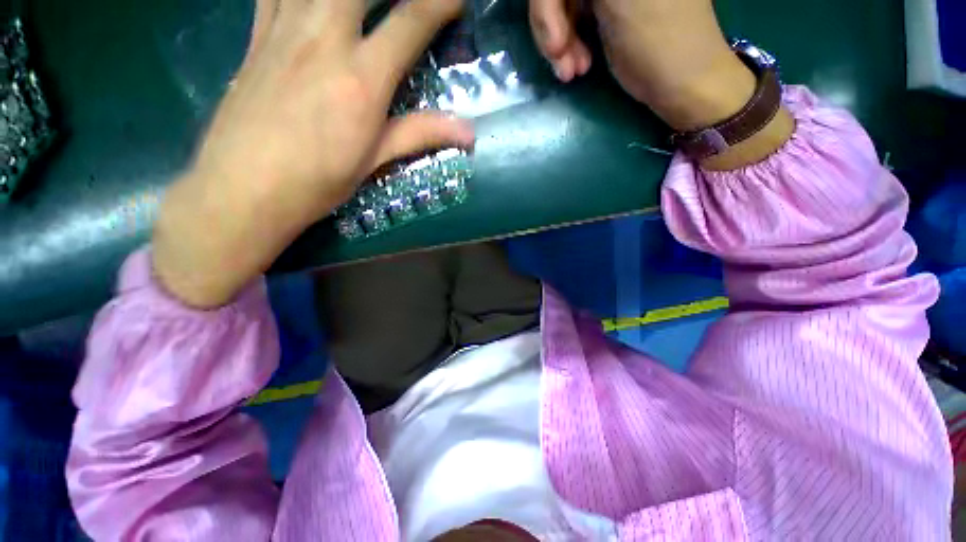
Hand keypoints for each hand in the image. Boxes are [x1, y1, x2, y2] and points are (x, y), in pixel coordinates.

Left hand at [153, 0, 473, 307]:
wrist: (245, 189)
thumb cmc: (319, 181)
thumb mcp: (376, 160)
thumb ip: (421, 134)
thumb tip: (469, 133)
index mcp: (362, 79)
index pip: (412, 20)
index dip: (442, 2)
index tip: (458, 0)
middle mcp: (325, 39)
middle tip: (408, 2)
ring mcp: (285, 30)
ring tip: (362, 6)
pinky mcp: (257, 35)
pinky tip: (311, 1)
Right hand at [530, 0, 753, 129]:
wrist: (681, 83)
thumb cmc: (656, 40)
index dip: (547, 6)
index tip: (555, 44)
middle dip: (552, 26)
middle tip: (559, 59)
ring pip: (560, 6)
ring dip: (559, 43)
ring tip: (571, 72)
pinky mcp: (605, 9)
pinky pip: (570, 21)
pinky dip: (567, 47)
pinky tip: (577, 68)